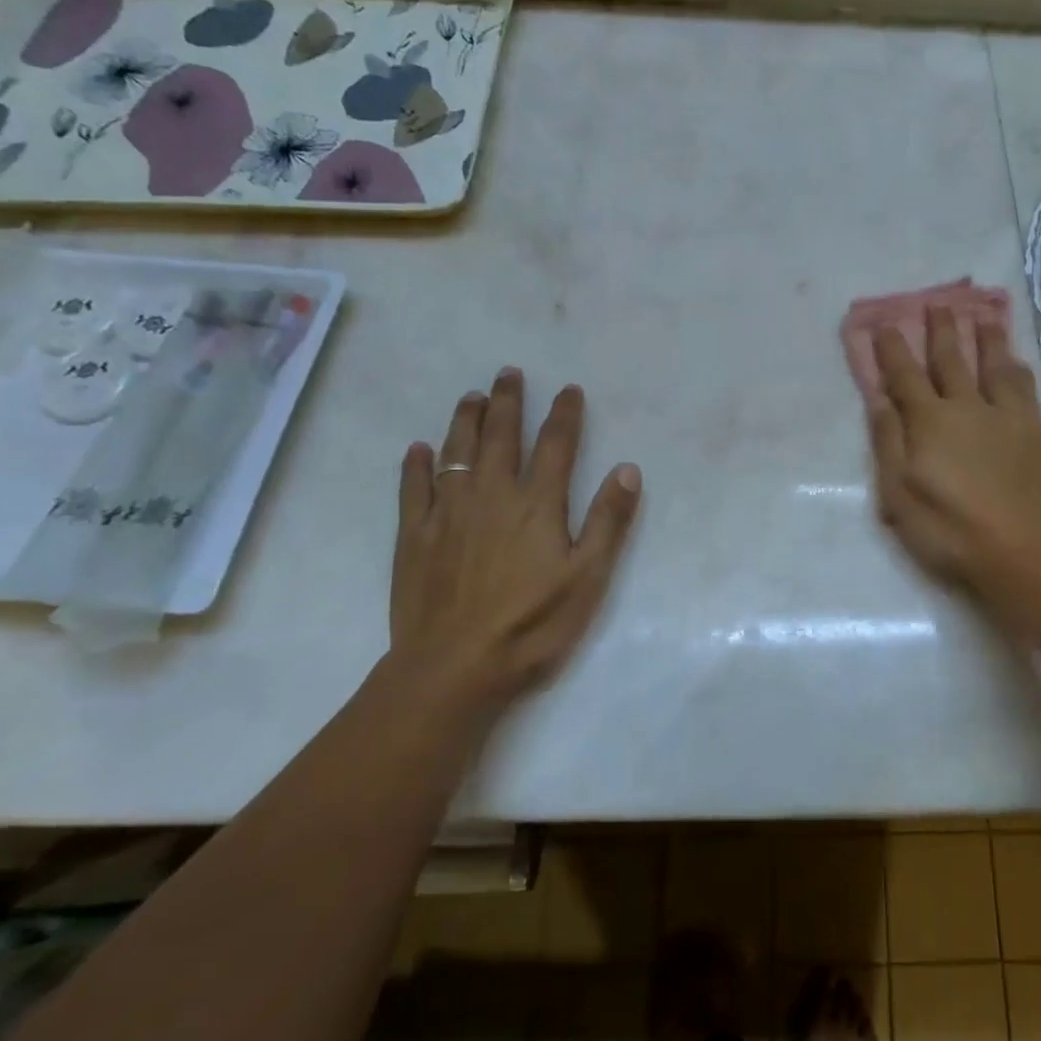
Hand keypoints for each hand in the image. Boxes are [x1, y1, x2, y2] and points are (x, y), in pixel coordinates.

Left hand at [389, 369, 641, 706]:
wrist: (453, 668)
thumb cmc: (532, 625)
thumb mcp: (588, 578)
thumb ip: (608, 521)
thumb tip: (627, 468)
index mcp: (537, 504)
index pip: (556, 446)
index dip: (564, 415)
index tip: (568, 389)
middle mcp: (491, 495)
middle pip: (501, 437)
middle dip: (508, 401)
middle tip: (508, 372)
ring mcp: (447, 514)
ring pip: (456, 452)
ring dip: (465, 420)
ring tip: (471, 396)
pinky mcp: (413, 537)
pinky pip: (413, 489)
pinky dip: (416, 465)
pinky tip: (418, 450)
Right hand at [868, 307, 1040, 592]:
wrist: (1020, 549)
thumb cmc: (948, 528)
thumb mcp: (898, 493)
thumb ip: (888, 441)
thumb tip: (878, 398)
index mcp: (928, 421)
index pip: (905, 375)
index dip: (893, 348)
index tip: (886, 323)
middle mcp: (966, 406)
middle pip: (951, 359)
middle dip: (941, 330)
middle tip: (938, 302)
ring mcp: (1004, 416)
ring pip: (993, 365)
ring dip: (985, 338)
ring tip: (982, 314)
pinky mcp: (1034, 430)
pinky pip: (1024, 388)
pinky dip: (1016, 369)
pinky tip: (1016, 360)